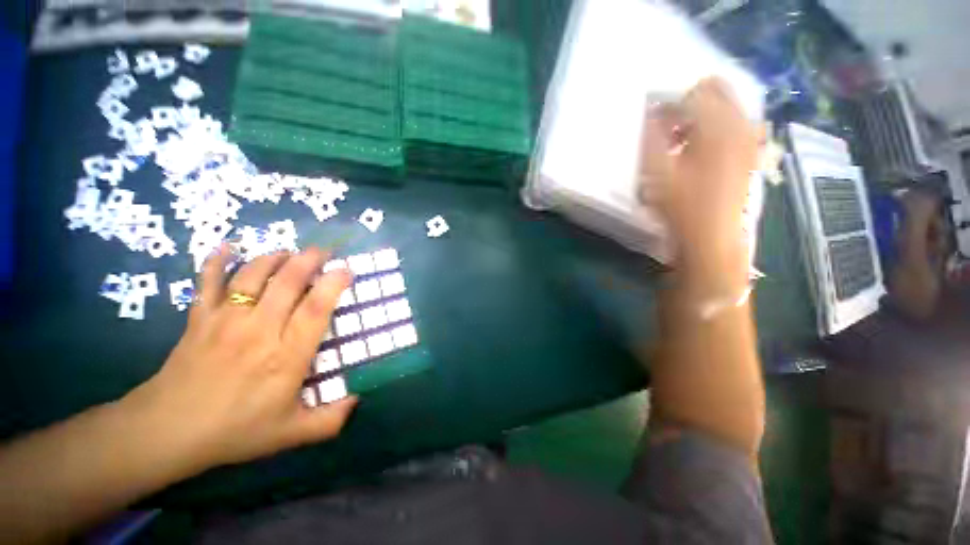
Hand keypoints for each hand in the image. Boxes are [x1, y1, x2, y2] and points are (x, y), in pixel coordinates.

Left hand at [123, 246, 356, 471]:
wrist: (167, 431)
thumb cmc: (235, 431)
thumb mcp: (290, 433)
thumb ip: (331, 420)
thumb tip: (360, 400)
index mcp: (286, 356)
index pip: (316, 309)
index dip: (333, 284)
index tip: (346, 270)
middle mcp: (259, 331)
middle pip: (287, 282)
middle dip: (309, 260)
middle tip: (323, 252)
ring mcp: (225, 321)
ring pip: (252, 275)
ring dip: (274, 257)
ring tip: (289, 252)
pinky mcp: (199, 318)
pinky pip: (206, 281)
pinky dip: (216, 261)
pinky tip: (227, 247)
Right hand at [639, 78, 763, 266]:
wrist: (712, 238)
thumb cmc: (681, 206)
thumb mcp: (657, 172)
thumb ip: (652, 136)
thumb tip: (650, 111)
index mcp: (718, 126)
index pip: (693, 92)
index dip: (668, 101)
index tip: (651, 120)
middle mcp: (740, 124)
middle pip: (716, 91)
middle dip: (688, 103)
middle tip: (667, 127)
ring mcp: (749, 138)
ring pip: (725, 107)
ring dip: (700, 116)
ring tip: (678, 141)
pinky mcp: (750, 153)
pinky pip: (734, 124)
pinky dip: (714, 128)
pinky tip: (698, 150)